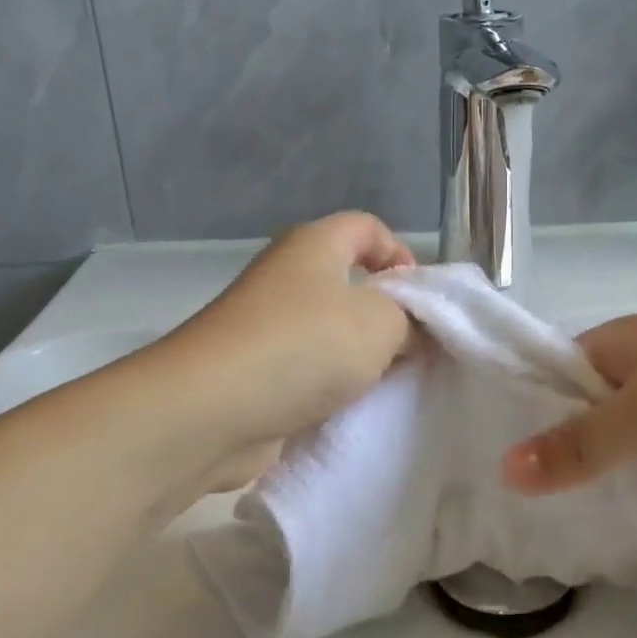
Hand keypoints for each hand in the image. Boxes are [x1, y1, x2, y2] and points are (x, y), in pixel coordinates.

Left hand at [166, 212, 414, 487]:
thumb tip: (411, 332)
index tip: (422, 302)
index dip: (401, 255)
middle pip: (350, 283)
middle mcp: (286, 277)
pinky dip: (329, 387)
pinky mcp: (255, 372)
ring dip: (359, 357)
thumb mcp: (381, 324)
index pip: (367, 228)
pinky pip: (307, 370)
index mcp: (314, 245)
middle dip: (386, 315)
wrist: (214, 409)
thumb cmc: (305, 345)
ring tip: (385, 383)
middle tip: (412, 349)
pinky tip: (350, 409)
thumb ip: (410, 320)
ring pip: (330, 332)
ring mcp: (265, 326)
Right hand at [502, 289, 636, 494]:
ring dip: (618, 464)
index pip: (554, 377)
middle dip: (571, 449)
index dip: (528, 416)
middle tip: (539, 505)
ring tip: (583, 515)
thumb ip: (580, 443)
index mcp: (619, 341)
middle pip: (592, 406)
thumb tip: (504, 471)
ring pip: (635, 430)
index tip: (505, 467)